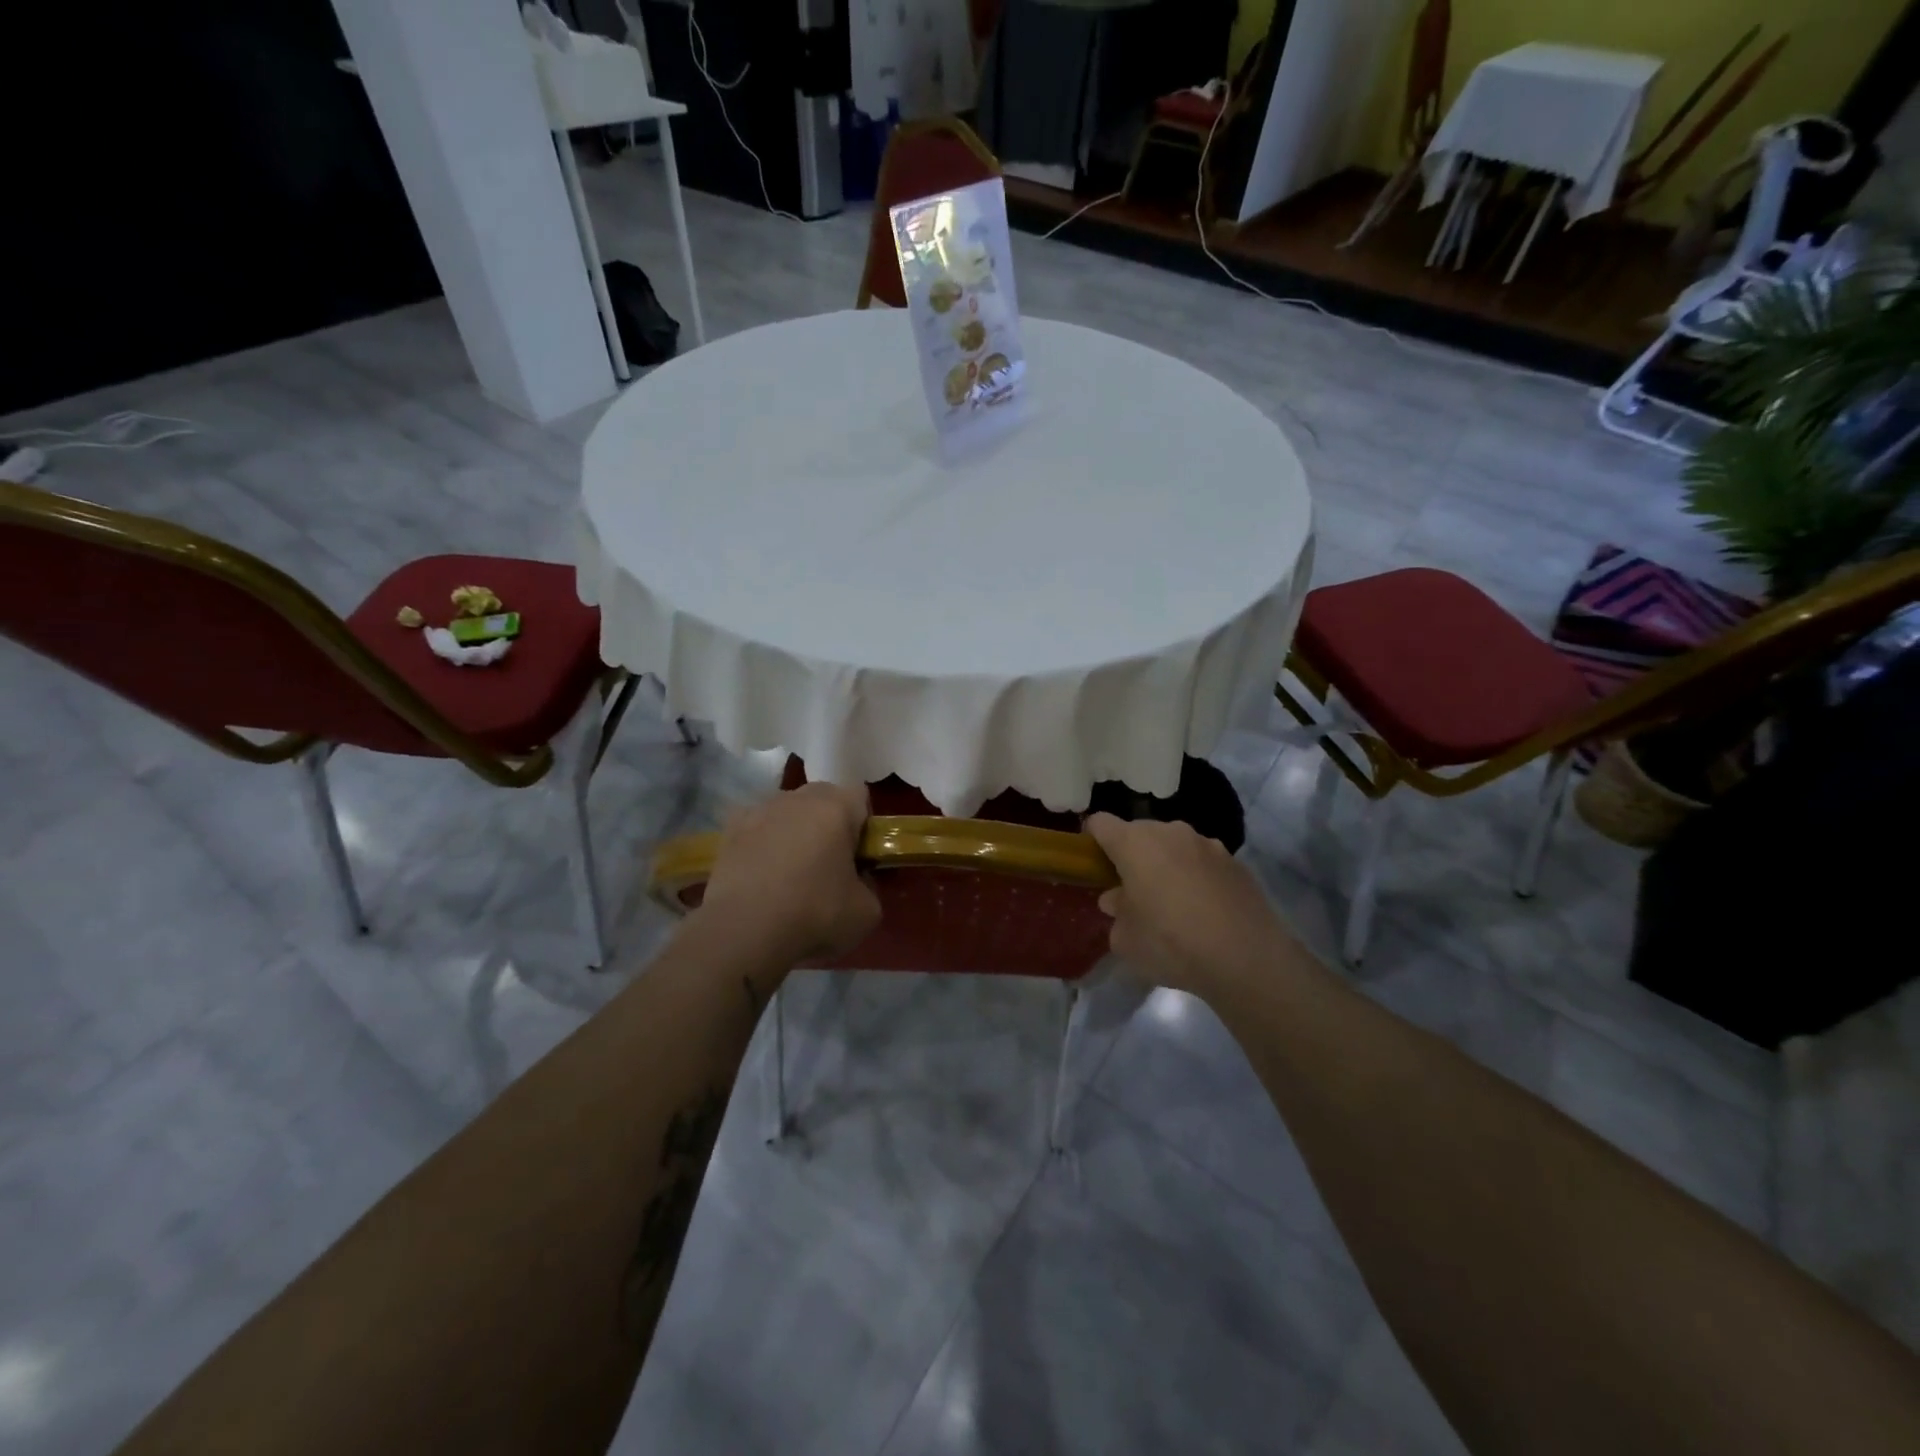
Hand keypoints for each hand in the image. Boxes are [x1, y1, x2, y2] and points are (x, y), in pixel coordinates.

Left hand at [693, 782, 881, 965]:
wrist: (744, 930)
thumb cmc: (815, 913)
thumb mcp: (867, 911)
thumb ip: (871, 886)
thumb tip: (858, 882)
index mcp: (836, 806)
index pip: (860, 797)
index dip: (864, 825)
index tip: (860, 856)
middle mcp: (798, 797)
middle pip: (823, 799)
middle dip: (829, 824)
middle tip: (830, 864)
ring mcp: (759, 810)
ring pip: (788, 812)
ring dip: (794, 831)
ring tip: (790, 874)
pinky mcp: (729, 830)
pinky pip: (757, 828)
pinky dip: (762, 843)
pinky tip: (761, 875)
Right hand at [1084, 813, 1294, 1000]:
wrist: (1247, 958)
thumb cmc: (1171, 943)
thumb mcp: (1126, 940)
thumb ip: (1116, 914)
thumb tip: (1118, 900)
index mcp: (1135, 842)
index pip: (1100, 823)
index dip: (1091, 841)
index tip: (1092, 866)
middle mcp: (1170, 832)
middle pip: (1139, 833)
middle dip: (1131, 856)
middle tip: (1131, 892)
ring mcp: (1207, 843)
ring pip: (1173, 846)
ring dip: (1165, 865)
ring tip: (1171, 904)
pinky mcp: (1235, 861)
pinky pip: (1202, 862)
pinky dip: (1195, 877)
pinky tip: (1203, 911)